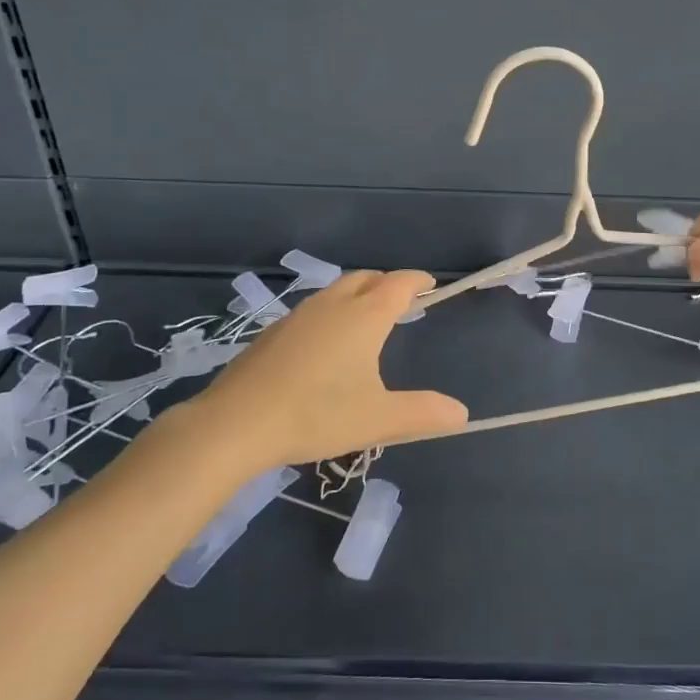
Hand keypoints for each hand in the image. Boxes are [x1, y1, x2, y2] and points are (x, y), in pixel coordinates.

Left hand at [189, 270, 467, 469]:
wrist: (237, 422)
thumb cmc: (317, 414)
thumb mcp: (378, 418)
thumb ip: (422, 412)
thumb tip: (461, 413)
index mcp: (365, 315)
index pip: (399, 283)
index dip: (418, 280)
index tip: (431, 284)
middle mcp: (333, 304)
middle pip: (367, 278)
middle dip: (388, 283)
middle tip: (402, 301)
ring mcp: (299, 315)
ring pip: (337, 290)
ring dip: (357, 294)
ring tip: (366, 319)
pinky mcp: (274, 331)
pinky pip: (314, 309)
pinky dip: (331, 312)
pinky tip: (325, 344)